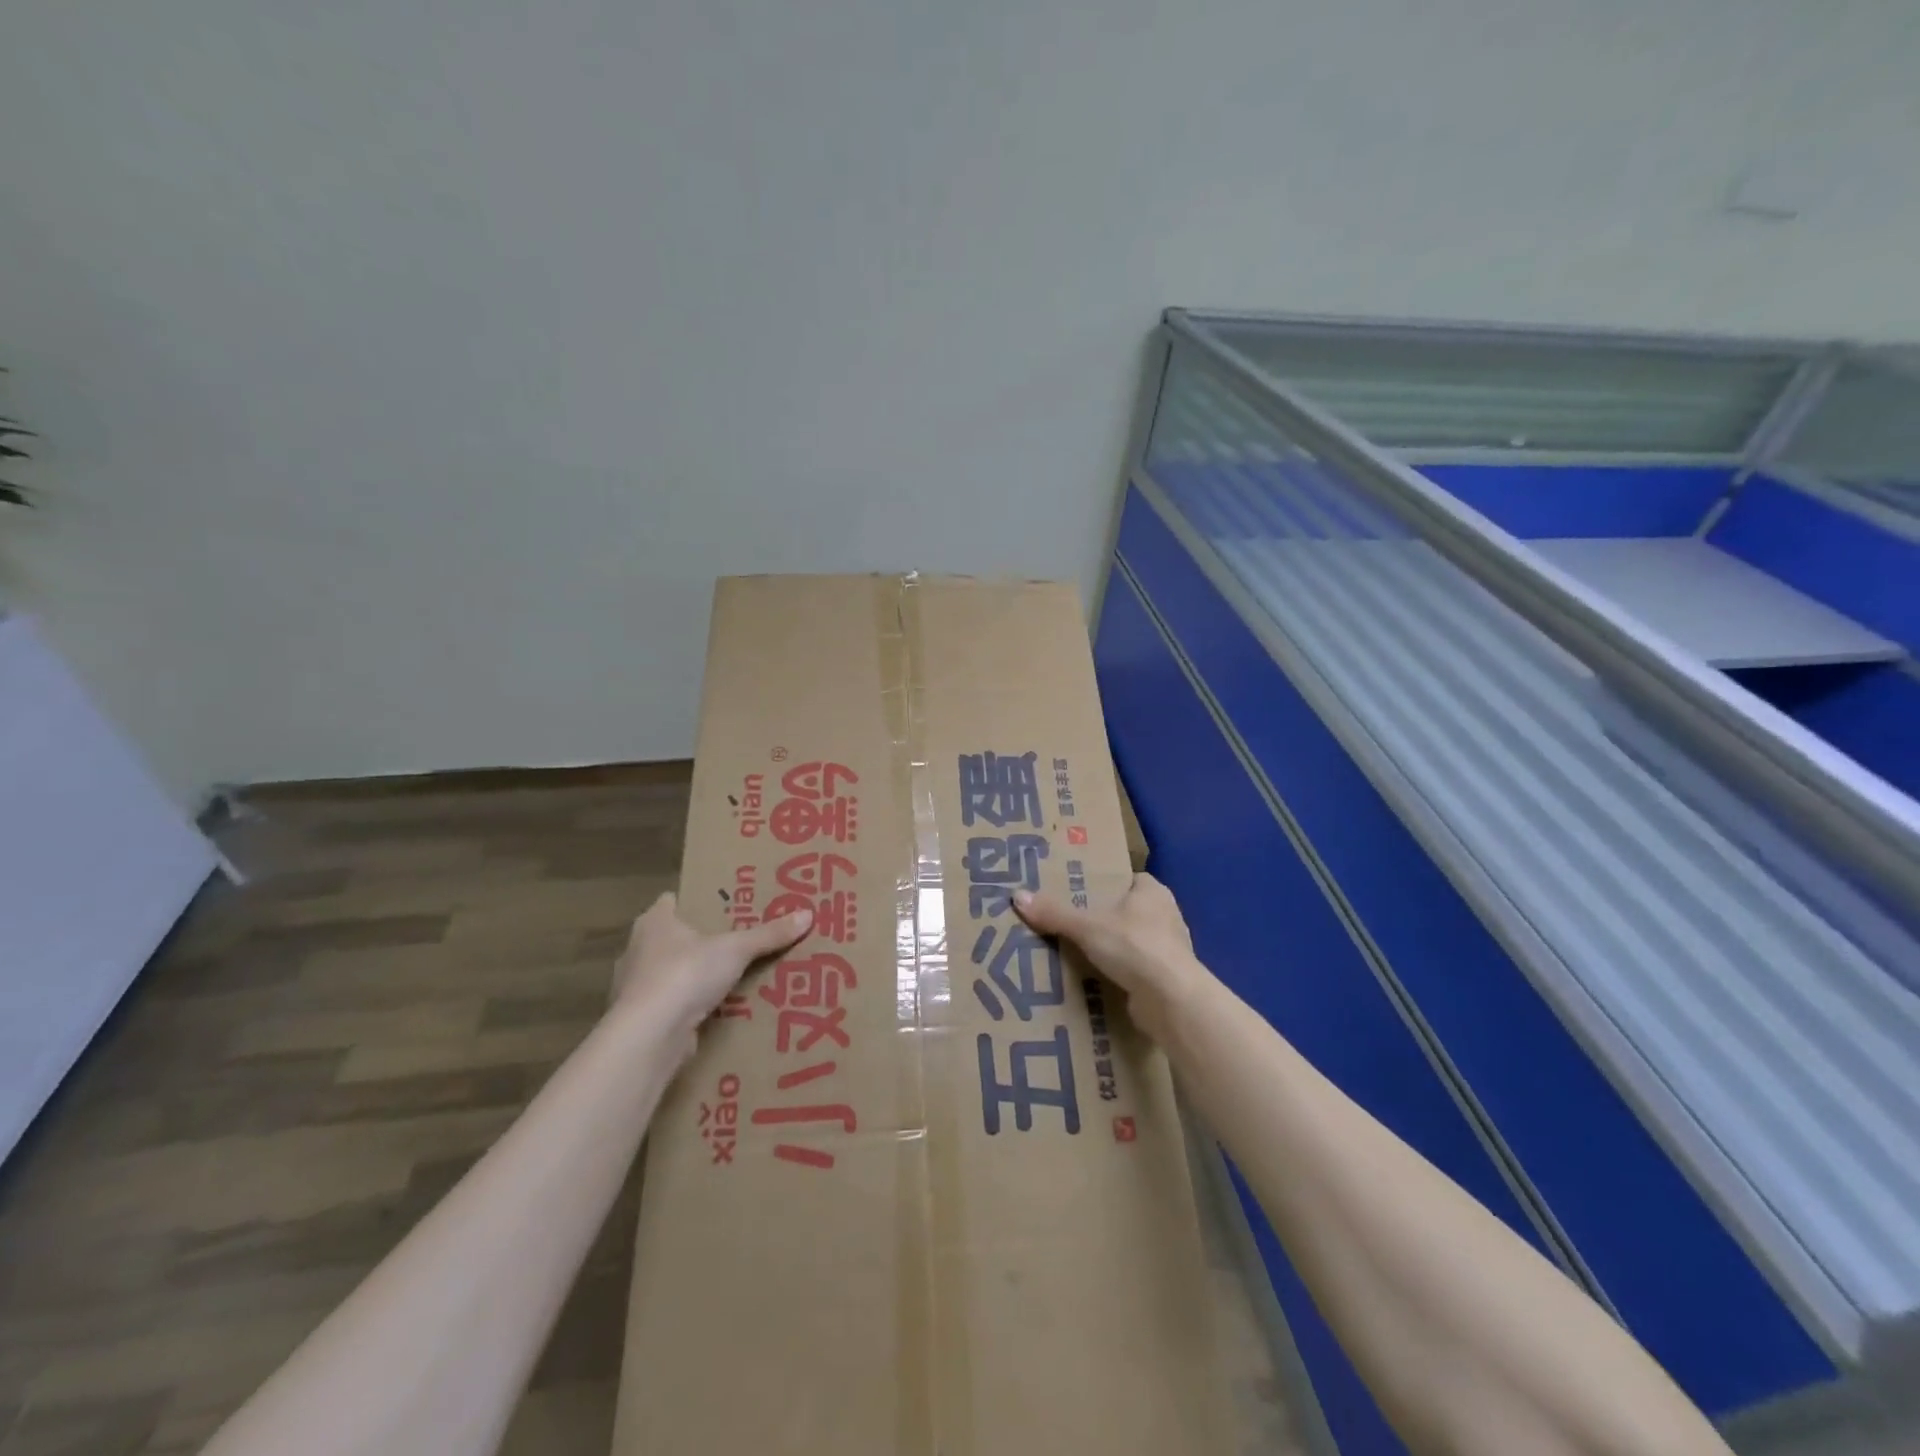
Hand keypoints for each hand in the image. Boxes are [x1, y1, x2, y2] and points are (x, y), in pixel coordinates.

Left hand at [611, 892, 812, 1052]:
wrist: (649, 1037)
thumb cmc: (685, 974)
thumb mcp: (736, 949)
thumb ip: (769, 934)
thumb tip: (808, 914)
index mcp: (654, 921)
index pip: (674, 900)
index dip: (698, 900)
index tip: (726, 904)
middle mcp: (639, 949)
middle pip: (676, 937)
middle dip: (704, 940)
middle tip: (740, 939)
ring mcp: (638, 986)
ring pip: (674, 972)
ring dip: (698, 976)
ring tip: (735, 976)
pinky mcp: (644, 1019)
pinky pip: (675, 1004)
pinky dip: (693, 1006)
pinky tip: (719, 1010)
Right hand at [1013, 872, 1206, 1040]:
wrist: (1171, 1001)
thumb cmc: (1135, 947)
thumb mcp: (1087, 926)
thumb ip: (1054, 913)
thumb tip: (1017, 896)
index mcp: (1153, 892)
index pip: (1127, 879)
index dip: (1104, 884)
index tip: (1077, 892)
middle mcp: (1165, 916)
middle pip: (1127, 911)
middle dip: (1102, 919)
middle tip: (1068, 922)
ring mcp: (1168, 950)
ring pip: (1131, 942)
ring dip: (1110, 949)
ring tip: (1075, 953)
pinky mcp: (1166, 980)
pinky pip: (1135, 971)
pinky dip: (1118, 975)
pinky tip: (1094, 980)